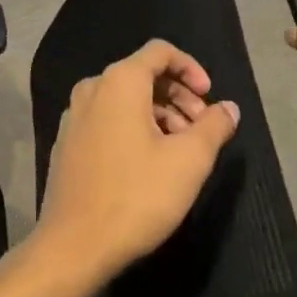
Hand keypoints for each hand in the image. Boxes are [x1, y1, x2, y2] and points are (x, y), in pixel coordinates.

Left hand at [34, 40, 240, 286]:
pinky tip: (149, 163)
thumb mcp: (189, 161)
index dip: (191, 68)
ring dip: (159, 114)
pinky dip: (134, 128)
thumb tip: (229, 108)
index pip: (161, 51)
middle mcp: (93, 88)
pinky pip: (107, 118)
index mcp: (120, 81)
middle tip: (203, 129)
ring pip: (126, 99)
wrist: (74, 245)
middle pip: (143, 74)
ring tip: (181, 151)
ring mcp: (74, 115)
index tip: (210, 99)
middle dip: (178, 96)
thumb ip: (214, 127)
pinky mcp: (67, 141)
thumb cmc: (136, 196)